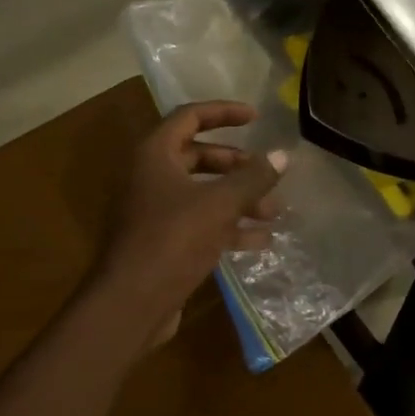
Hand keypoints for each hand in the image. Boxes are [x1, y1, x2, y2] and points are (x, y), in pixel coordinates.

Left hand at [92, 101, 286, 332]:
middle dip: (237, 166)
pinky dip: (228, 227)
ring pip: (202, 193)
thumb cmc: (173, 240)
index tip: (256, 117)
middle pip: (198, 157)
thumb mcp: (219, 204)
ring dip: (238, 199)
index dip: (224, 112)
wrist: (132, 302)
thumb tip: (282, 156)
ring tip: (274, 212)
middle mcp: (150, 177)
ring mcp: (154, 211)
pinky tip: (261, 241)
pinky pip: (200, 223)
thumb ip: (253, 178)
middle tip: (266, 175)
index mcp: (154, 155)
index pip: (190, 117)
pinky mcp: (162, 242)